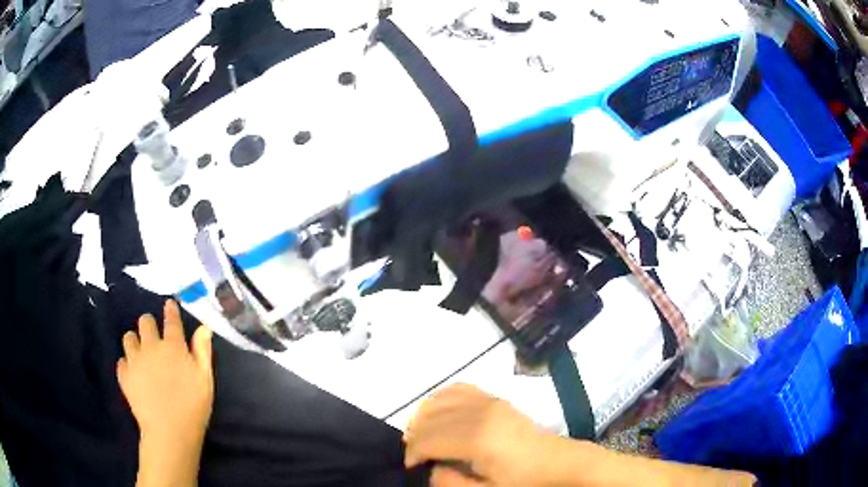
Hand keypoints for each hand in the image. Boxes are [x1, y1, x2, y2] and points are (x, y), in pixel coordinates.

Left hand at [118, 300, 213, 444]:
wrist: (170, 431)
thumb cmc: (193, 406)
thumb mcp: (205, 380)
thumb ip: (202, 351)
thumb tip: (204, 327)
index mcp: (173, 346)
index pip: (170, 320)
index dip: (170, 310)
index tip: (169, 305)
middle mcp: (151, 346)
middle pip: (145, 322)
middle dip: (149, 325)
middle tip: (154, 338)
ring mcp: (134, 360)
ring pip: (128, 338)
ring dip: (135, 342)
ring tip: (141, 356)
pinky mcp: (124, 375)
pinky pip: (121, 361)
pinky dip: (127, 364)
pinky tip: (135, 374)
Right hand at [404, 384, 550, 486]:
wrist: (559, 463)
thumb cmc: (524, 481)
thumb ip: (451, 483)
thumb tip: (432, 467)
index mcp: (477, 439)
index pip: (428, 439)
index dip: (413, 452)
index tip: (412, 466)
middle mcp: (479, 413)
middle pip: (430, 418)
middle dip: (414, 436)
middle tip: (415, 455)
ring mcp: (489, 401)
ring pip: (440, 400)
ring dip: (423, 416)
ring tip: (422, 436)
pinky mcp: (496, 398)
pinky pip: (459, 389)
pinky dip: (440, 398)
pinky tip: (437, 412)